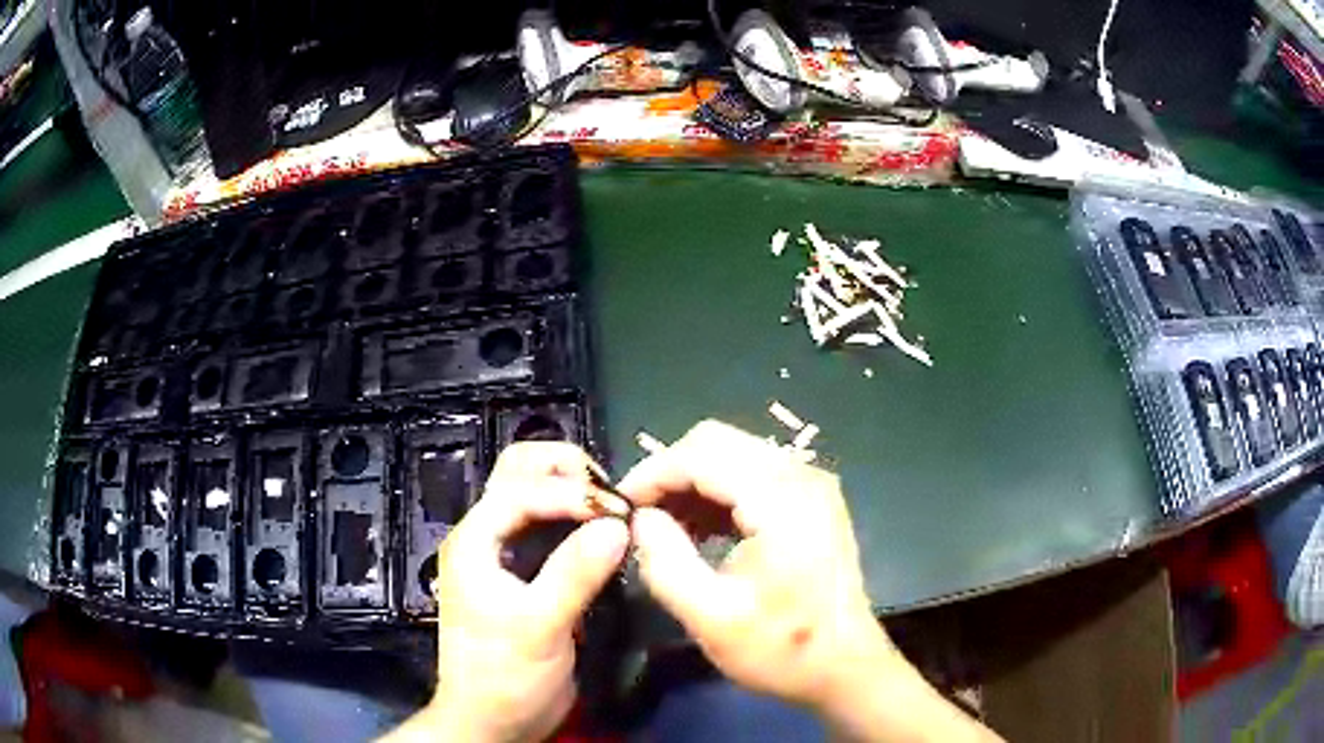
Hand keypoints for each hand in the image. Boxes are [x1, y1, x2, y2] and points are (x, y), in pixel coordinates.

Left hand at [383, 442, 627, 742]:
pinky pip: (547, 526)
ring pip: (533, 494)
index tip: (621, 511)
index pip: (523, 489)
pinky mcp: (523, 573)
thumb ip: (574, 574)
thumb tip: (619, 524)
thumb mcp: (539, 627)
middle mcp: (485, 535)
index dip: (571, 492)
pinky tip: (604, 533)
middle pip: (519, 472)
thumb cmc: (505, 676)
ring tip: (613, 508)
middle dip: (566, 470)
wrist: (492, 720)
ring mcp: (502, 553)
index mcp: (476, 540)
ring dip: (572, 489)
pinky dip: (575, 517)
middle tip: (612, 494)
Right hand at [619, 420, 883, 707]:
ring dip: (692, 482)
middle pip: (717, 441)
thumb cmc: (781, 648)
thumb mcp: (710, 618)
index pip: (700, 454)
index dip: (651, 473)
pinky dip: (717, 492)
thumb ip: (665, 562)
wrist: (844, 666)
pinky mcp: (811, 500)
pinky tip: (697, 529)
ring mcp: (811, 484)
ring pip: (733, 454)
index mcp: (781, 499)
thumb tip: (640, 519)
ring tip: (661, 526)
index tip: (617, 507)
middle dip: (670, 472)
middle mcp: (801, 475)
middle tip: (638, 516)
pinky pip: (752, 474)